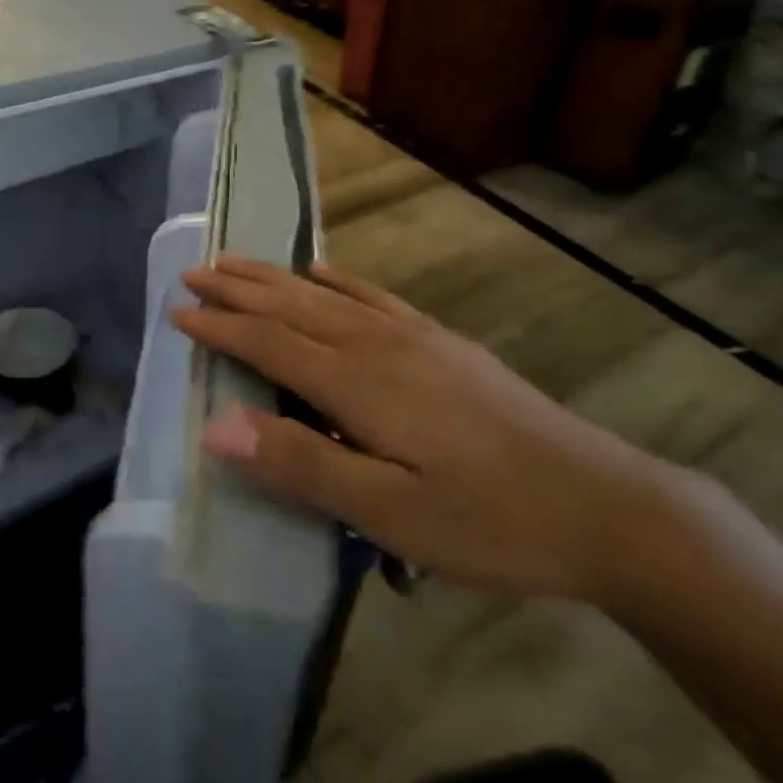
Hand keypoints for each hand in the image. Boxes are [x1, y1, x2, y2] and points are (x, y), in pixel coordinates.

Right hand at [173, 258, 681, 604]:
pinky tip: (322, 272)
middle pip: (292, 306)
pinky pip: (373, 296)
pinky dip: (337, 280)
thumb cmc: (489, 521)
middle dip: (238, 288)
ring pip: (326, 295)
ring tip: (237, 261)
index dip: (220, 327)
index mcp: (357, 383)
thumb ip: (301, 463)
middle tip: (194, 270)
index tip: (177, 311)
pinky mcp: (442, 343)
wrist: (604, 505)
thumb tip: (217, 426)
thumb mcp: (390, 513)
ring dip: (275, 277)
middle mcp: (377, 344)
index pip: (269, 344)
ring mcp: (414, 337)